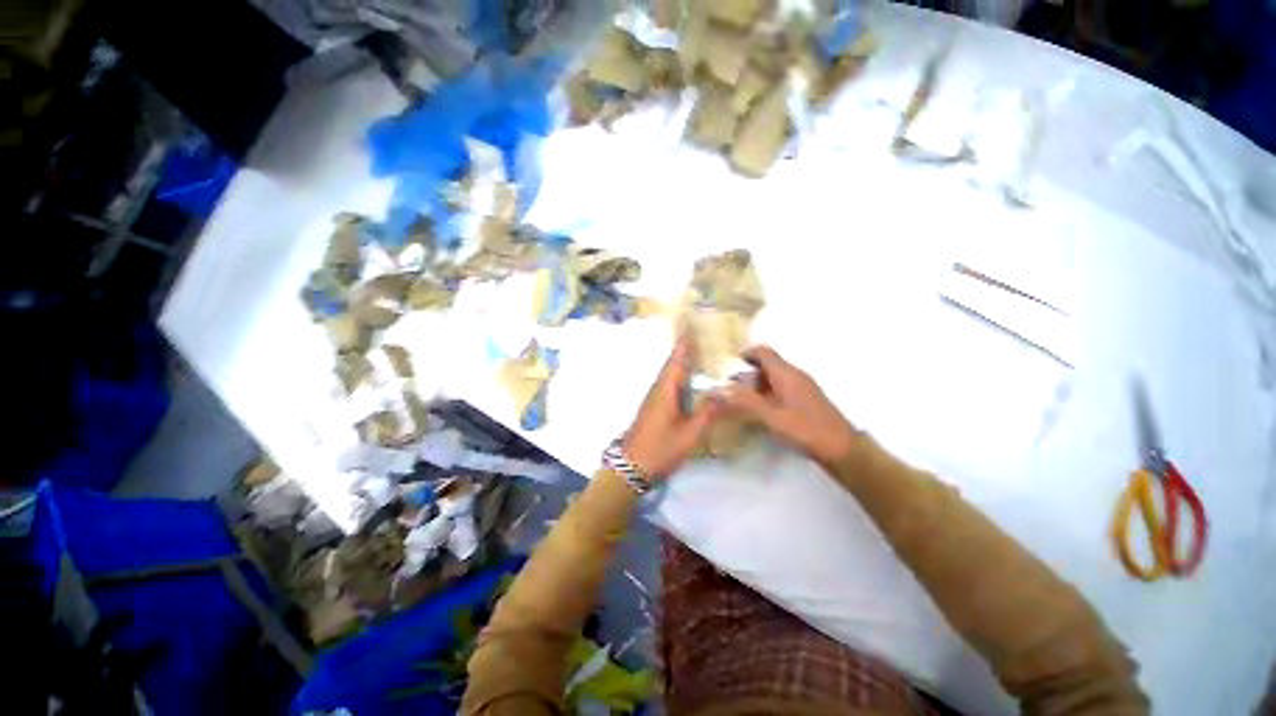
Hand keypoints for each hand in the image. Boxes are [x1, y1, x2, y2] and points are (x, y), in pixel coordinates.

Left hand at [622, 334, 719, 478]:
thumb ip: (707, 412)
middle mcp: (658, 390)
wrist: (630, 467)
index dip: (684, 344)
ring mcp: (653, 399)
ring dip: (681, 362)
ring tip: (698, 353)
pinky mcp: (653, 408)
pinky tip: (687, 381)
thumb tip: (723, 391)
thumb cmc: (660, 449)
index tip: (691, 326)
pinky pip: (668, 385)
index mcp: (665, 391)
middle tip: (701, 336)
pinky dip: (678, 376)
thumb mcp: (689, 433)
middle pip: (672, 364)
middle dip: (684, 349)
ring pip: (669, 375)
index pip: (677, 361)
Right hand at [722, 345, 860, 466]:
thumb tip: (719, 389)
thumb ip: (745, 401)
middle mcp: (794, 375)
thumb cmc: (807, 430)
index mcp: (786, 374)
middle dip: (745, 374)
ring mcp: (801, 387)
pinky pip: (780, 389)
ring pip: (772, 378)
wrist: (843, 450)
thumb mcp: (772, 417)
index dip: (744, 354)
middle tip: (729, 389)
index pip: (763, 351)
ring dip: (755, 385)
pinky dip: (766, 394)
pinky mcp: (805, 400)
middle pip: (766, 364)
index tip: (726, 367)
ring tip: (739, 402)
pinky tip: (759, 411)